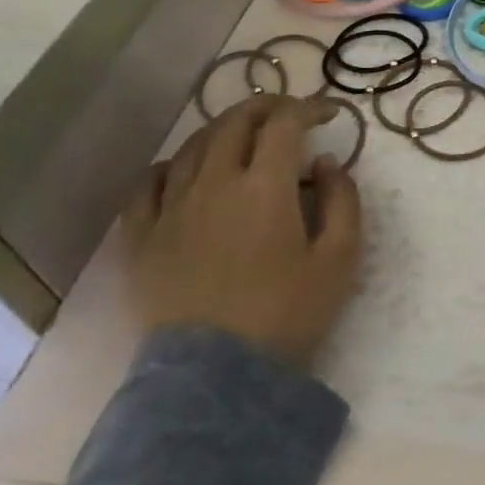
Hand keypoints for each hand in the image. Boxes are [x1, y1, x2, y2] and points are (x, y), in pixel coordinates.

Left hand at [125, 94, 362, 371]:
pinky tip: (183, 169)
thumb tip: (325, 163)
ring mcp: (171, 209)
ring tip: (245, 136)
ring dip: (225, 129)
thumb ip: (343, 200)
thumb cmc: (287, 314)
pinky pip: (146, 184)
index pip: (286, 123)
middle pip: (236, 121)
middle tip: (290, 114)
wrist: (216, 378)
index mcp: (265, 186)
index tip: (330, 113)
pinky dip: (169, 165)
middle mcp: (214, 184)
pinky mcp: (141, 238)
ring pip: (193, 146)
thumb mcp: (340, 257)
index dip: (310, 107)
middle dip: (267, 106)